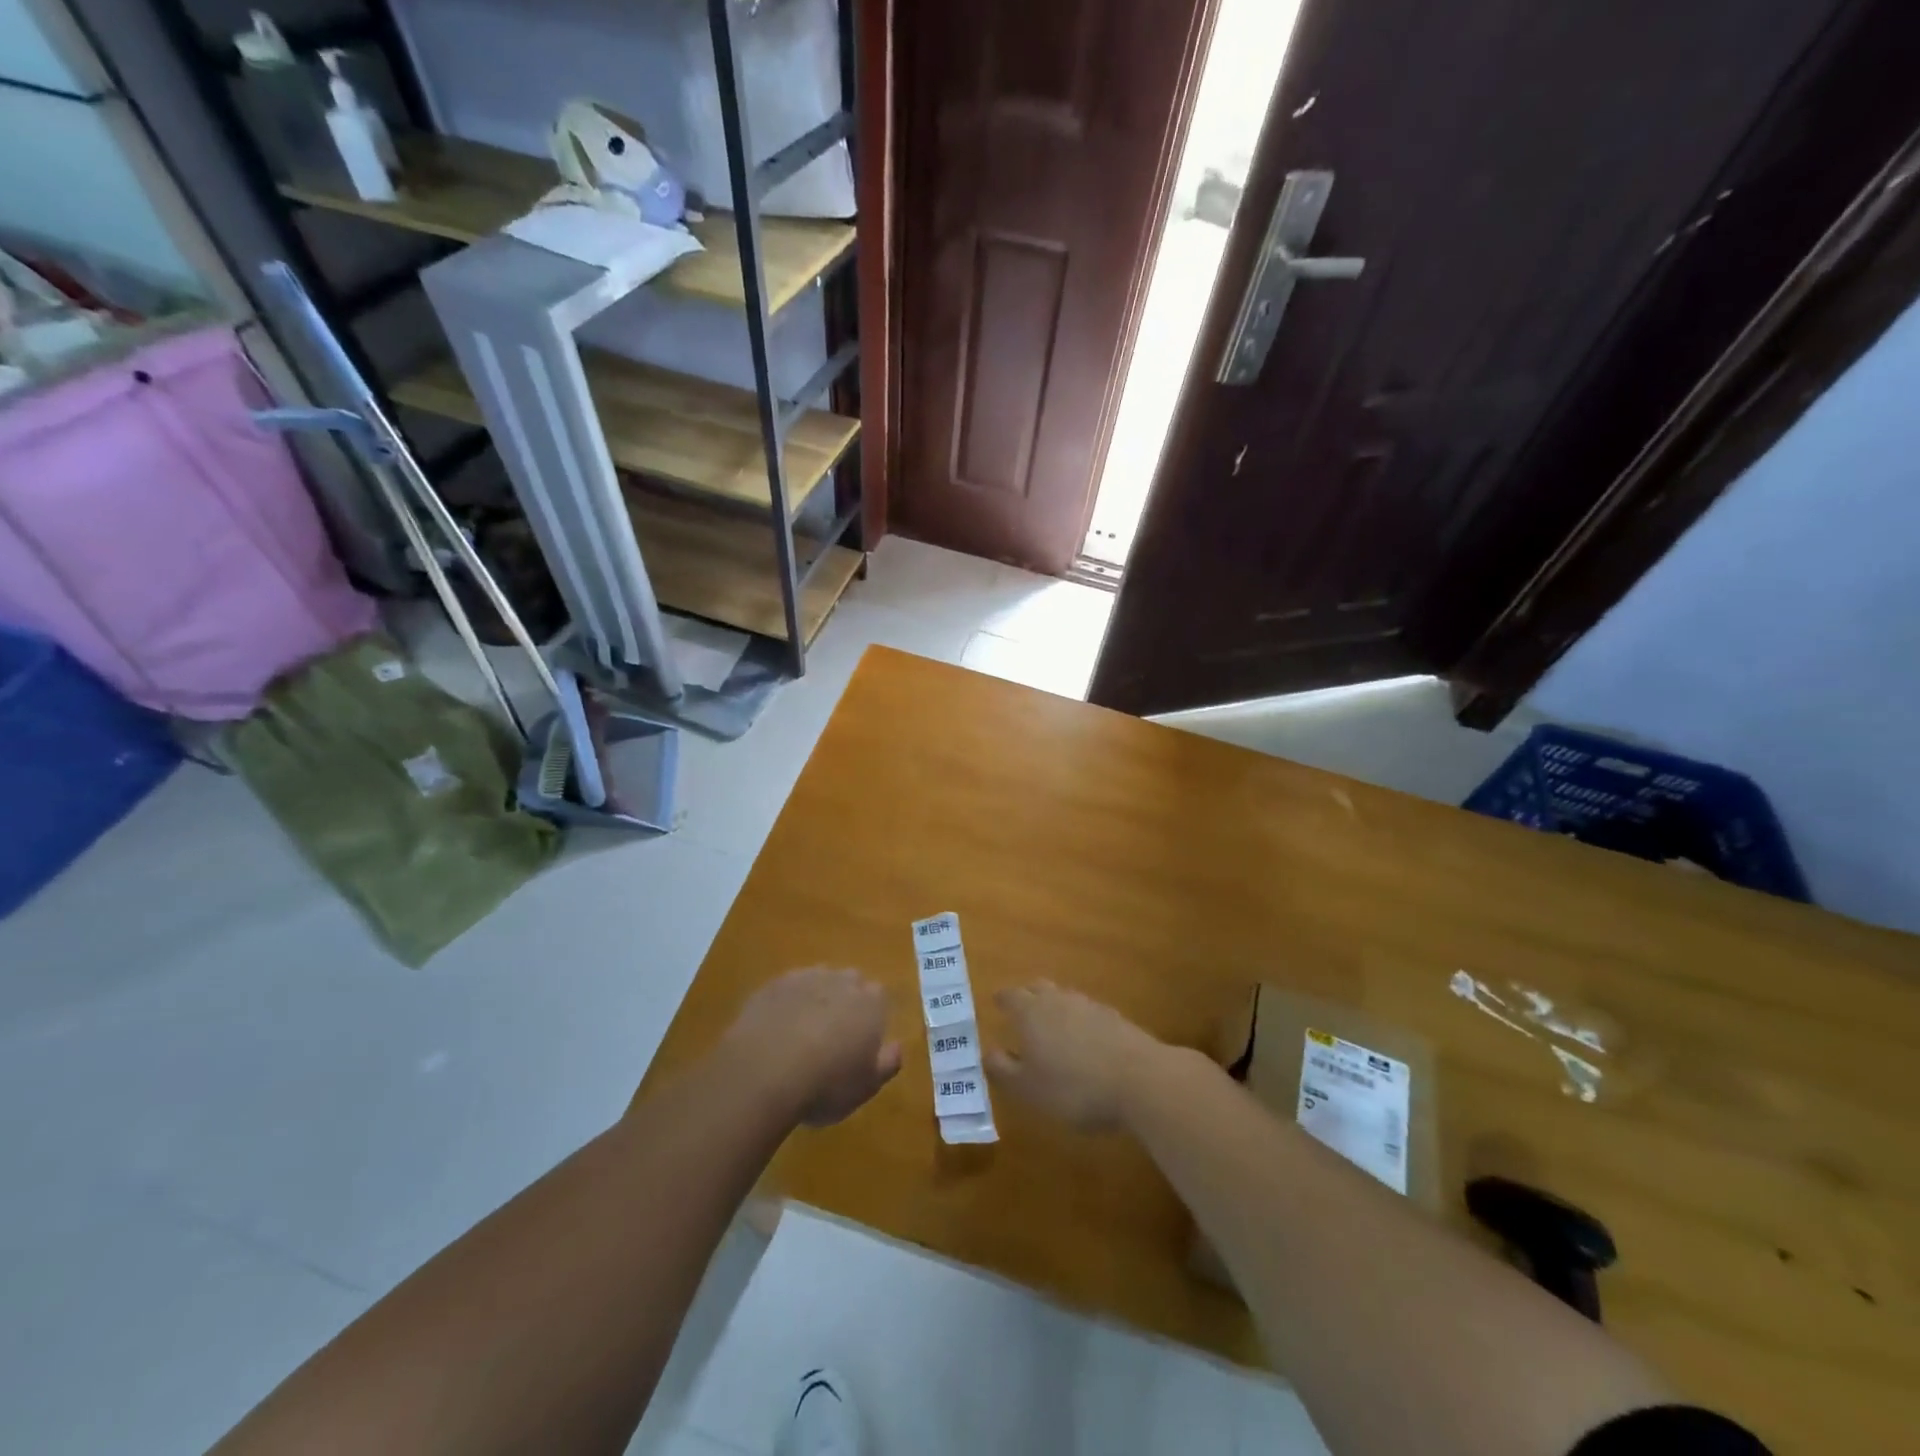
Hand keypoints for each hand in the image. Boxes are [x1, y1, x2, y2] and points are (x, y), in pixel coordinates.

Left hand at [724, 967, 901, 1126]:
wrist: (766, 1071)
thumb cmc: (827, 1084)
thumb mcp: (867, 1086)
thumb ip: (888, 1063)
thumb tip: (897, 1046)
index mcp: (871, 1004)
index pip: (880, 997)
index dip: (871, 1016)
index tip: (862, 1039)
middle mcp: (842, 981)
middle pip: (850, 982)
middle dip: (845, 1001)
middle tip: (834, 1034)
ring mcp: (806, 978)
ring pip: (818, 981)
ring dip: (816, 999)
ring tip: (803, 1030)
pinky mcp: (774, 985)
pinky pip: (787, 989)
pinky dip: (787, 1003)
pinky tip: (777, 1028)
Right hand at [986, 981, 1170, 1129]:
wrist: (1139, 1079)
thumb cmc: (1074, 1087)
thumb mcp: (1028, 1088)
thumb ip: (1003, 1070)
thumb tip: (987, 1052)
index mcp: (1031, 1012)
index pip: (1010, 995)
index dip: (1002, 999)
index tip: (996, 1002)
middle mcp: (1058, 999)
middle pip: (1038, 987)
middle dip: (1027, 995)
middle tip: (1021, 1008)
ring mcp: (1089, 1005)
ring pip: (1064, 998)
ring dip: (1055, 1007)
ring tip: (1052, 1026)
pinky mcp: (1115, 1018)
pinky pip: (1087, 1012)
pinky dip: (1079, 1021)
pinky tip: (1084, 1041)